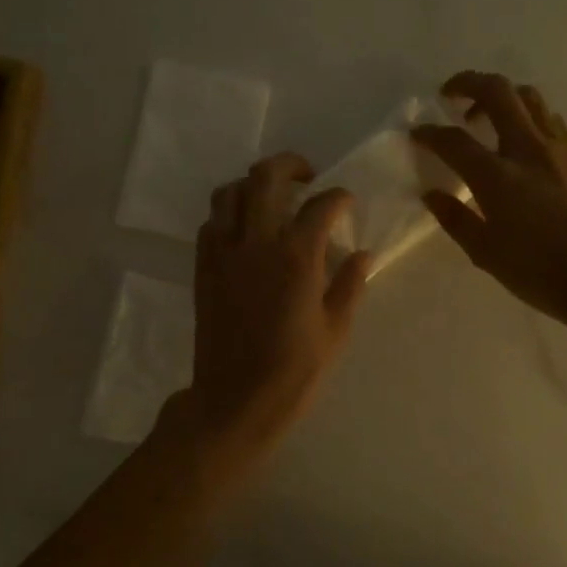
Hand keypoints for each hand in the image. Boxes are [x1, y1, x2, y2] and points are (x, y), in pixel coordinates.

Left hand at [180, 152, 371, 466]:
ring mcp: (224, 253)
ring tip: (271, 197)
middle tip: (307, 176)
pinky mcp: (203, 268)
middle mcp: (257, 243)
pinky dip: (229, 213)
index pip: (321, 205)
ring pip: (229, 192)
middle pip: (266, 177)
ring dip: (252, 184)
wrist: (234, 401)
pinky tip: (245, 231)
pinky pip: (211, 223)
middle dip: (290, 165)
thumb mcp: (335, 331)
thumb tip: (362, 254)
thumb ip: (349, 285)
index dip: (339, 197)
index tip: (346, 203)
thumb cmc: (293, 372)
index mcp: (297, 258)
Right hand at [413, 72, 566, 324]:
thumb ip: (456, 219)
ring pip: (528, 96)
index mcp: (498, 178)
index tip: (417, 133)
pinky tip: (522, 139)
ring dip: (501, 95)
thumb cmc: (542, 273)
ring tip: (486, 116)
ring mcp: (560, 147)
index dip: (429, 133)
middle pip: (496, 91)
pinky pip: (550, 118)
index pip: (454, 140)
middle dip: (467, 83)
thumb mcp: (487, 254)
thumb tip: (431, 194)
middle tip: (450, 94)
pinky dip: (527, 115)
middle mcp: (528, 149)